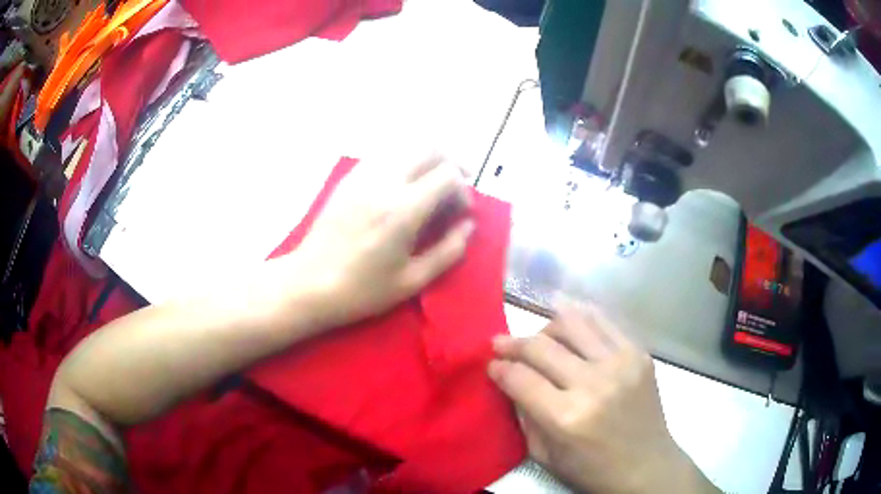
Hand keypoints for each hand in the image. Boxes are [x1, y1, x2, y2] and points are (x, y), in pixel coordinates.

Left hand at [289, 154, 474, 328]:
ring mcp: (363, 176)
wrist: (309, 283)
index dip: (463, 190)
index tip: (461, 211)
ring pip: (405, 145)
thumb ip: (448, 251)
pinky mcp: (348, 178)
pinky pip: (383, 155)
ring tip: (430, 183)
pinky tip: (401, 185)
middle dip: (450, 162)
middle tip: (455, 185)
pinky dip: (401, 161)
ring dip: (425, 159)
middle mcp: (385, 182)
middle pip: (429, 147)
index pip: (447, 175)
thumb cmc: (361, 290)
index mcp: (403, 210)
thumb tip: (468, 226)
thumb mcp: (412, 281)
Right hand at [489, 304, 717, 493]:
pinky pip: (603, 320)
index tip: (491, 364)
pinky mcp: (639, 353)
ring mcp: (621, 362)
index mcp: (566, 417)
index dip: (499, 368)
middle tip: (500, 343)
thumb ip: (524, 415)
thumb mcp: (545, 455)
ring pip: (572, 322)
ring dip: (546, 326)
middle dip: (513, 342)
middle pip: (542, 346)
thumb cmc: (592, 469)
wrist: (646, 465)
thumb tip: (510, 380)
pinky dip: (580, 317)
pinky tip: (568, 320)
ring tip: (539, 336)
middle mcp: (594, 383)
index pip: (521, 378)